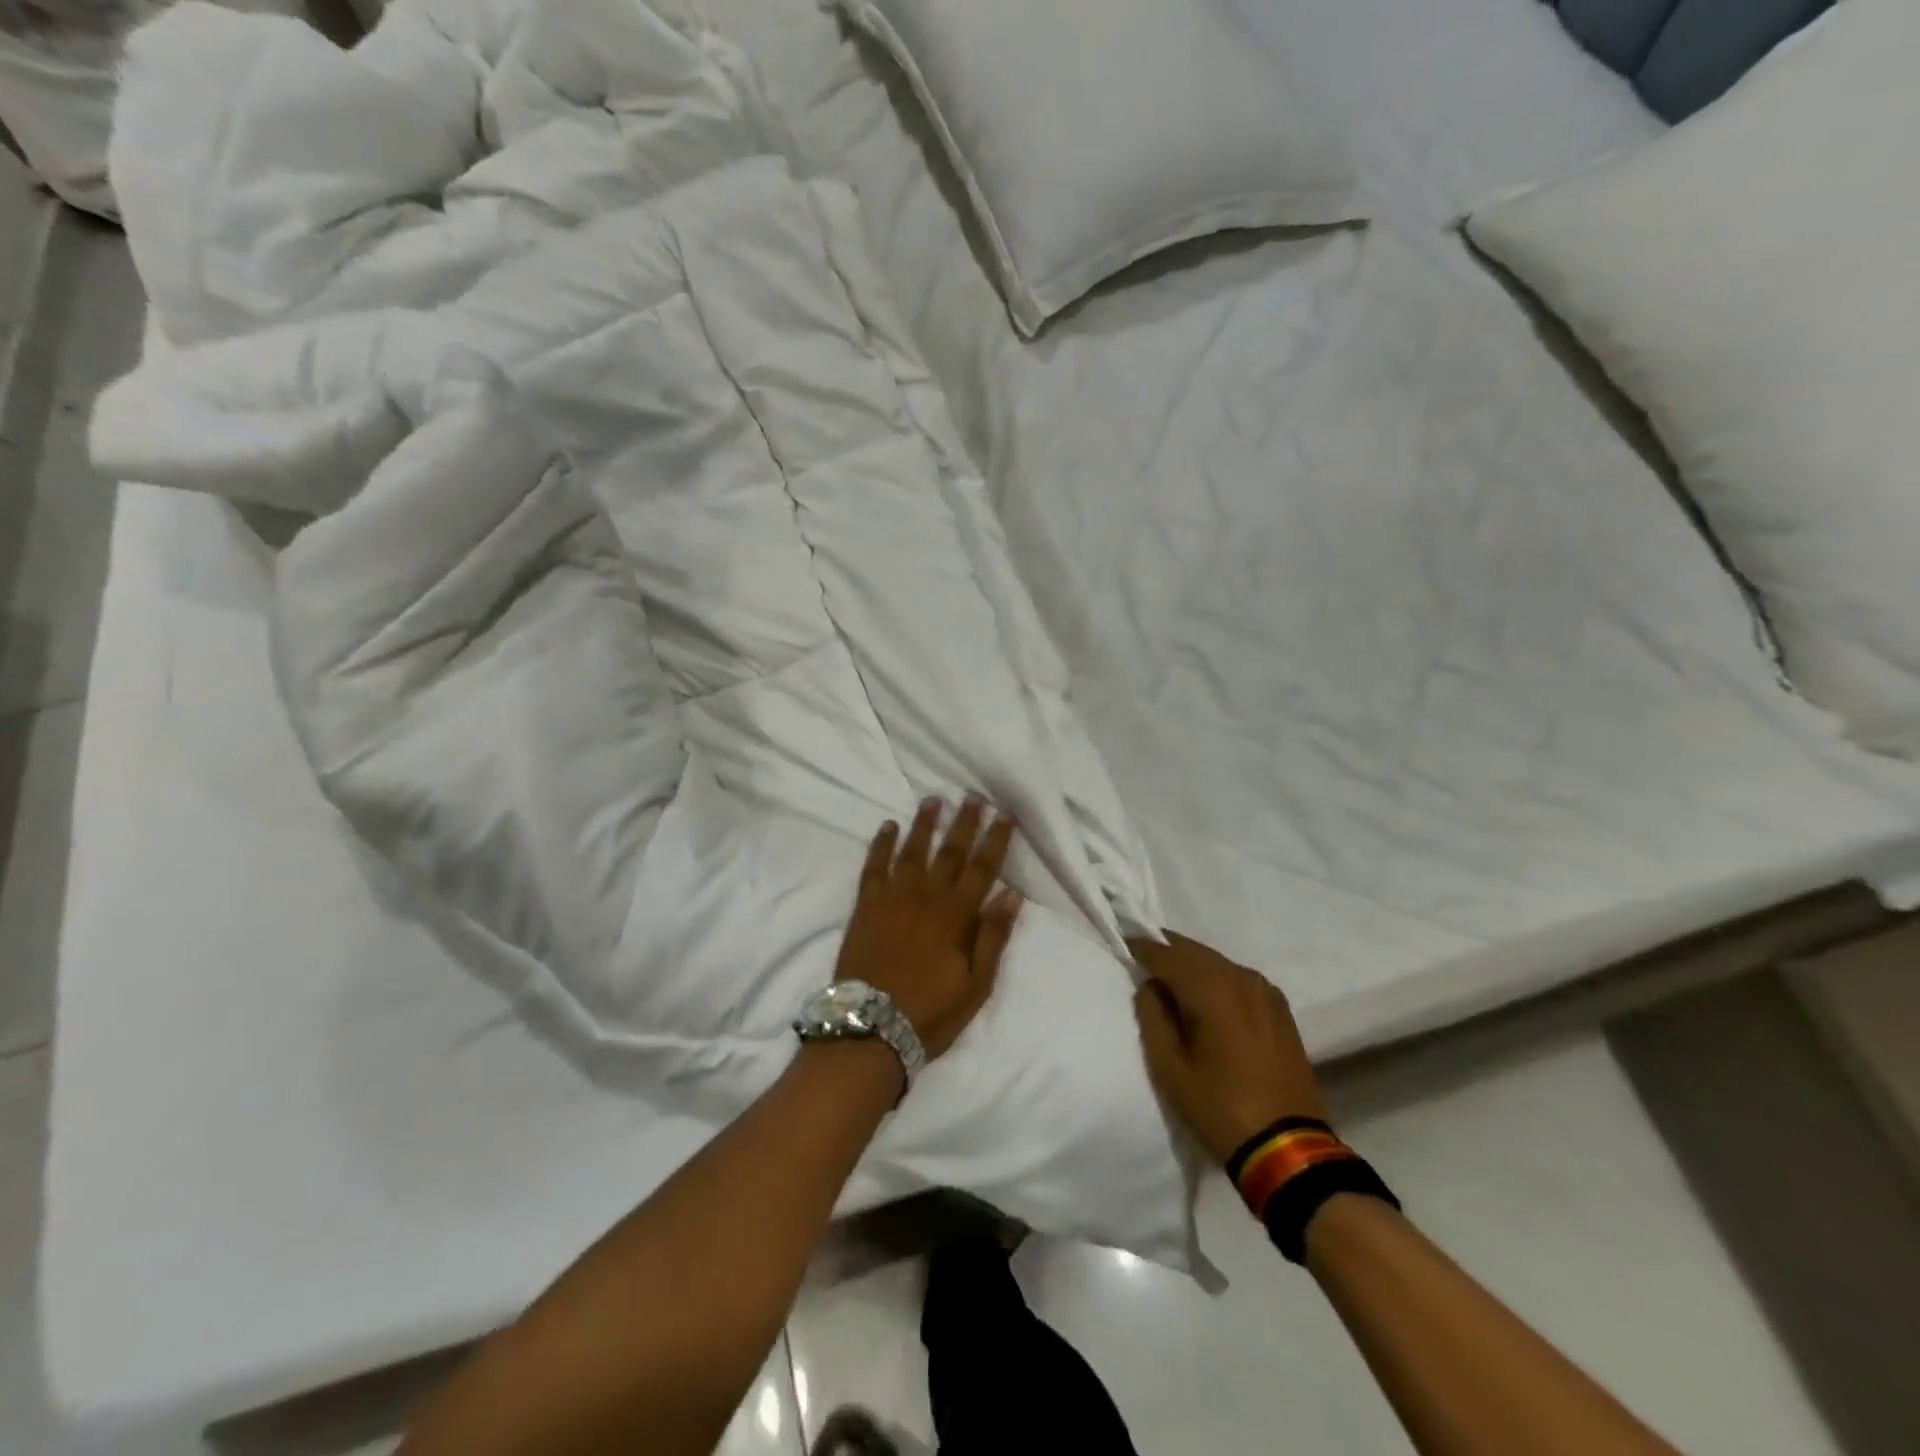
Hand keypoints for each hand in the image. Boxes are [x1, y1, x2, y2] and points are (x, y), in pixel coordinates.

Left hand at [836, 798, 1023, 1060]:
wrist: (871, 1029)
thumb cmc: (930, 1012)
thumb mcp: (976, 985)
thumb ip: (993, 937)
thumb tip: (1011, 894)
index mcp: (956, 917)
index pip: (981, 869)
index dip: (994, 840)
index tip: (1003, 815)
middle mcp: (926, 898)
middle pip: (949, 852)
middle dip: (964, 822)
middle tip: (973, 796)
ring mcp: (893, 899)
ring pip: (912, 851)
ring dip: (924, 824)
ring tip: (933, 799)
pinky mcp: (866, 906)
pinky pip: (874, 867)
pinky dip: (881, 844)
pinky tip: (888, 826)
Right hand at [1129, 931, 1328, 1164]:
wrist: (1289, 1149)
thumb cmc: (1220, 1108)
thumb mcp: (1170, 1068)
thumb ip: (1152, 1016)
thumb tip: (1151, 987)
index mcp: (1213, 990)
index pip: (1168, 954)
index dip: (1143, 946)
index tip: (1123, 942)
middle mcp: (1242, 978)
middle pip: (1195, 952)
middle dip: (1167, 950)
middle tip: (1142, 955)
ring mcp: (1266, 992)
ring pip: (1217, 963)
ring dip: (1191, 963)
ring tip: (1169, 976)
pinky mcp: (1279, 1010)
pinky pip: (1238, 978)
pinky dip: (1215, 977)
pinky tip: (1205, 995)